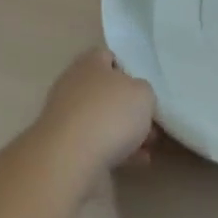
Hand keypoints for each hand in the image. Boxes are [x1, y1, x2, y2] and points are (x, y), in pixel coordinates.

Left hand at [34, 49, 156, 174]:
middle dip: (129, 107)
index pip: (107, 56)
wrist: (71, 159)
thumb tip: (134, 97)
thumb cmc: (110, 114)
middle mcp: (73, 87)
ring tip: (149, 146)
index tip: (144, 86)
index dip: (127, 68)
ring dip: (126, 132)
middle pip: (106, 91)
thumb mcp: (143, 93)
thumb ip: (142, 91)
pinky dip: (117, 151)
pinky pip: (97, 144)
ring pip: (102, 120)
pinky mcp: (65, 147)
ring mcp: (66, 118)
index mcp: (89, 64)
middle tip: (151, 120)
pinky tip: (138, 161)